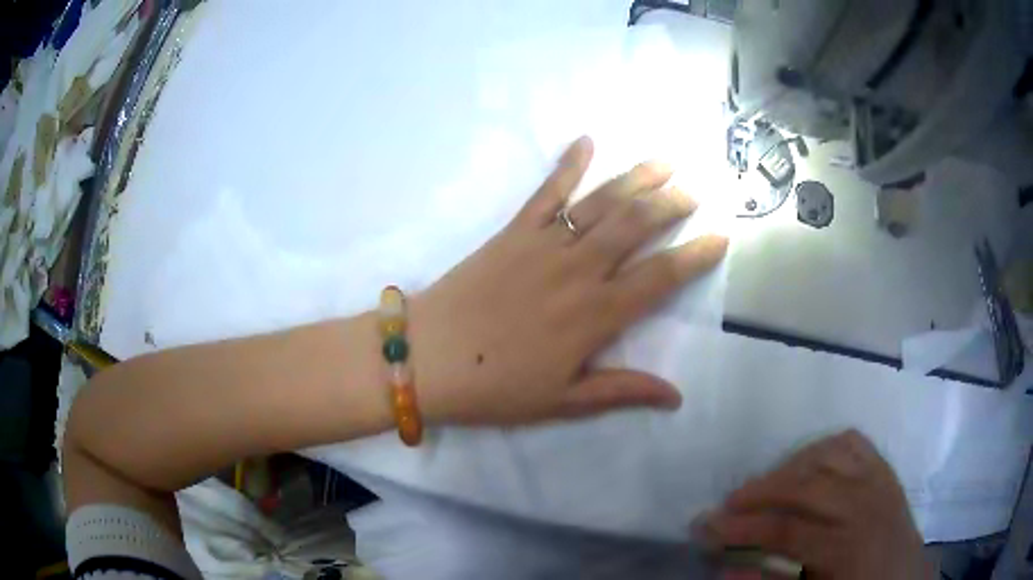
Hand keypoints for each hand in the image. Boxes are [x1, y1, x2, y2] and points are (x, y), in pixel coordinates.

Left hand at [410, 136, 727, 424]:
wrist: (427, 358)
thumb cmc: (494, 387)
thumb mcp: (562, 402)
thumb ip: (621, 391)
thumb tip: (676, 396)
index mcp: (596, 316)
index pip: (661, 279)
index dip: (695, 256)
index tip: (721, 237)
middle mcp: (579, 271)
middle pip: (636, 228)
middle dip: (671, 205)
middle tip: (694, 190)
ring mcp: (544, 245)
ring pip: (601, 204)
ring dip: (635, 179)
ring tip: (664, 162)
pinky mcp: (513, 232)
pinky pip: (546, 192)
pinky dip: (567, 164)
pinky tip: (585, 140)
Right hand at [703, 430, 930, 579]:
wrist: (903, 577)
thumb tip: (726, 568)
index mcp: (848, 546)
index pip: (786, 530)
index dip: (741, 529)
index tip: (706, 528)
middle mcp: (865, 504)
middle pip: (805, 485)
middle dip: (758, 493)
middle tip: (726, 504)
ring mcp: (878, 479)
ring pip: (826, 455)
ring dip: (787, 467)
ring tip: (762, 486)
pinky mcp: (884, 467)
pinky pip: (851, 443)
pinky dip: (822, 447)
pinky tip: (804, 463)